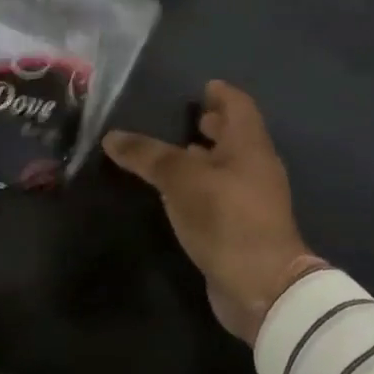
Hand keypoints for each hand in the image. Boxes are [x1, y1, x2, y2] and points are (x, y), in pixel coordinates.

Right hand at [104, 81, 328, 343]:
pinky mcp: (244, 227)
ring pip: (228, 166)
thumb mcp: (180, 179)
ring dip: (207, 156)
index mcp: (249, 144)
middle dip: (214, 124)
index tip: (203, 87)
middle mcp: (256, 166)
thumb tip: (111, 137)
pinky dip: (204, 185)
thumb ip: (148, 155)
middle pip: (236, 134)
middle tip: (187, 115)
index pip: (238, 105)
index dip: (221, 93)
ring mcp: (253, 199)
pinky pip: (222, 194)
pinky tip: (181, 193)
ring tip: (177, 151)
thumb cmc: (226, 217)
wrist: (262, 286)